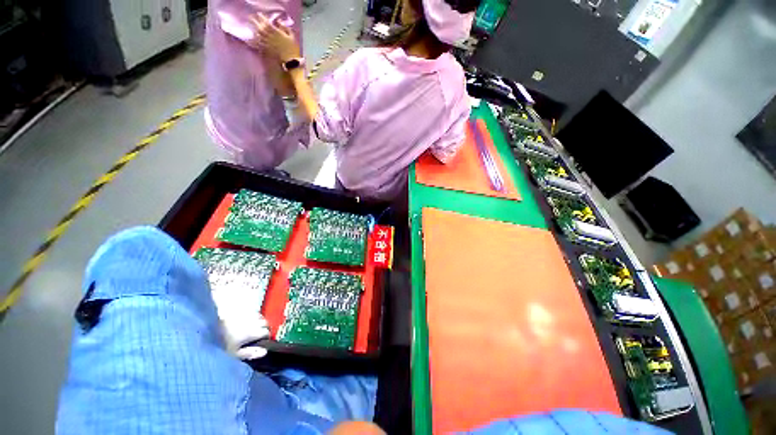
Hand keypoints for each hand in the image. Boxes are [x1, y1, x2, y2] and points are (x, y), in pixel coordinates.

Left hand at [213, 289, 270, 359]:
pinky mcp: (243, 309)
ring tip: (252, 328)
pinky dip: (253, 317)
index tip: (262, 342)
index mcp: (253, 332)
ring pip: (260, 317)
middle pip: (265, 323)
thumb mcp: (234, 353)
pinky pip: (253, 312)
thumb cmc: (221, 342)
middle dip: (263, 329)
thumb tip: (264, 352)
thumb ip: (250, 353)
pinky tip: (246, 321)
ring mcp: (249, 314)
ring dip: (259, 322)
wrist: (208, 325)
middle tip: (257, 335)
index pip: (266, 333)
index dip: (266, 337)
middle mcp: (254, 321)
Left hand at [252, 14, 299, 62]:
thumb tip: (278, 21)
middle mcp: (270, 36)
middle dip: (254, 21)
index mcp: (276, 32)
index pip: (266, 22)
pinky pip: (258, 44)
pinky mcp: (266, 50)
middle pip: (260, 27)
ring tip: (252, 27)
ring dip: (254, 30)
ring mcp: (267, 43)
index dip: (261, 17)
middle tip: (250, 18)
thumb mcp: (291, 36)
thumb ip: (285, 27)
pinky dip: (255, 40)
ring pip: (258, 34)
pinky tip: (253, 38)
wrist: (290, 61)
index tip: (258, 14)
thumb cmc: (292, 49)